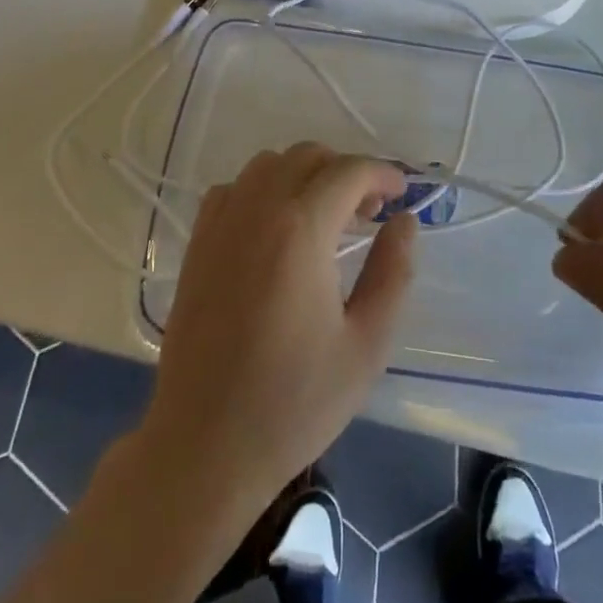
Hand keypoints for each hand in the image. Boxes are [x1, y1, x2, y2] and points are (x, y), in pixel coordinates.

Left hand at [142, 143, 416, 507]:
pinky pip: (234, 188)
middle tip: (368, 213)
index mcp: (302, 229)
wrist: (205, 446)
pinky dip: (262, 190)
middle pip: (308, 156)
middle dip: (346, 172)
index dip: (382, 173)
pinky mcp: (198, 243)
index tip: (401, 195)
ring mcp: (221, 223)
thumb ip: (393, 273)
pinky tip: (274, 230)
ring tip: (323, 218)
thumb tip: (404, 222)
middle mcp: (258, 209)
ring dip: (303, 175)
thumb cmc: (294, 402)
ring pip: (269, 164)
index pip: (349, 171)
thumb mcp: (366, 345)